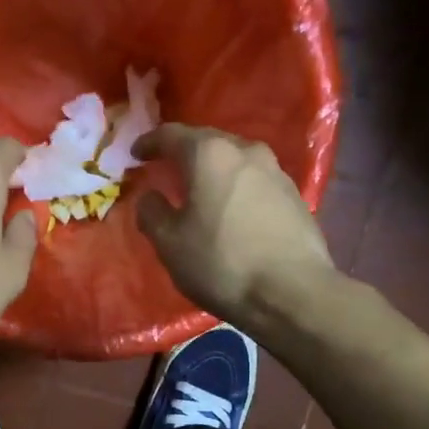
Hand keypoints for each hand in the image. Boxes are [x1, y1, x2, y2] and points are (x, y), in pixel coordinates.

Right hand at [133, 124, 335, 324]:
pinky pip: (254, 180)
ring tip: (198, 189)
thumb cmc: (222, 263)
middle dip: (183, 152)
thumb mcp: (169, 243)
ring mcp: (275, 171)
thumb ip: (151, 212)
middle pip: (206, 141)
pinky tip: (230, 209)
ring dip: (213, 170)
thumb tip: (150, 197)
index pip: (171, 134)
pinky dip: (235, 187)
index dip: (149, 143)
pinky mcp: (294, 195)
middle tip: (165, 168)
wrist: (293, 293)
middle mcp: (245, 150)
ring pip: (234, 160)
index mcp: (209, 154)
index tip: (135, 154)